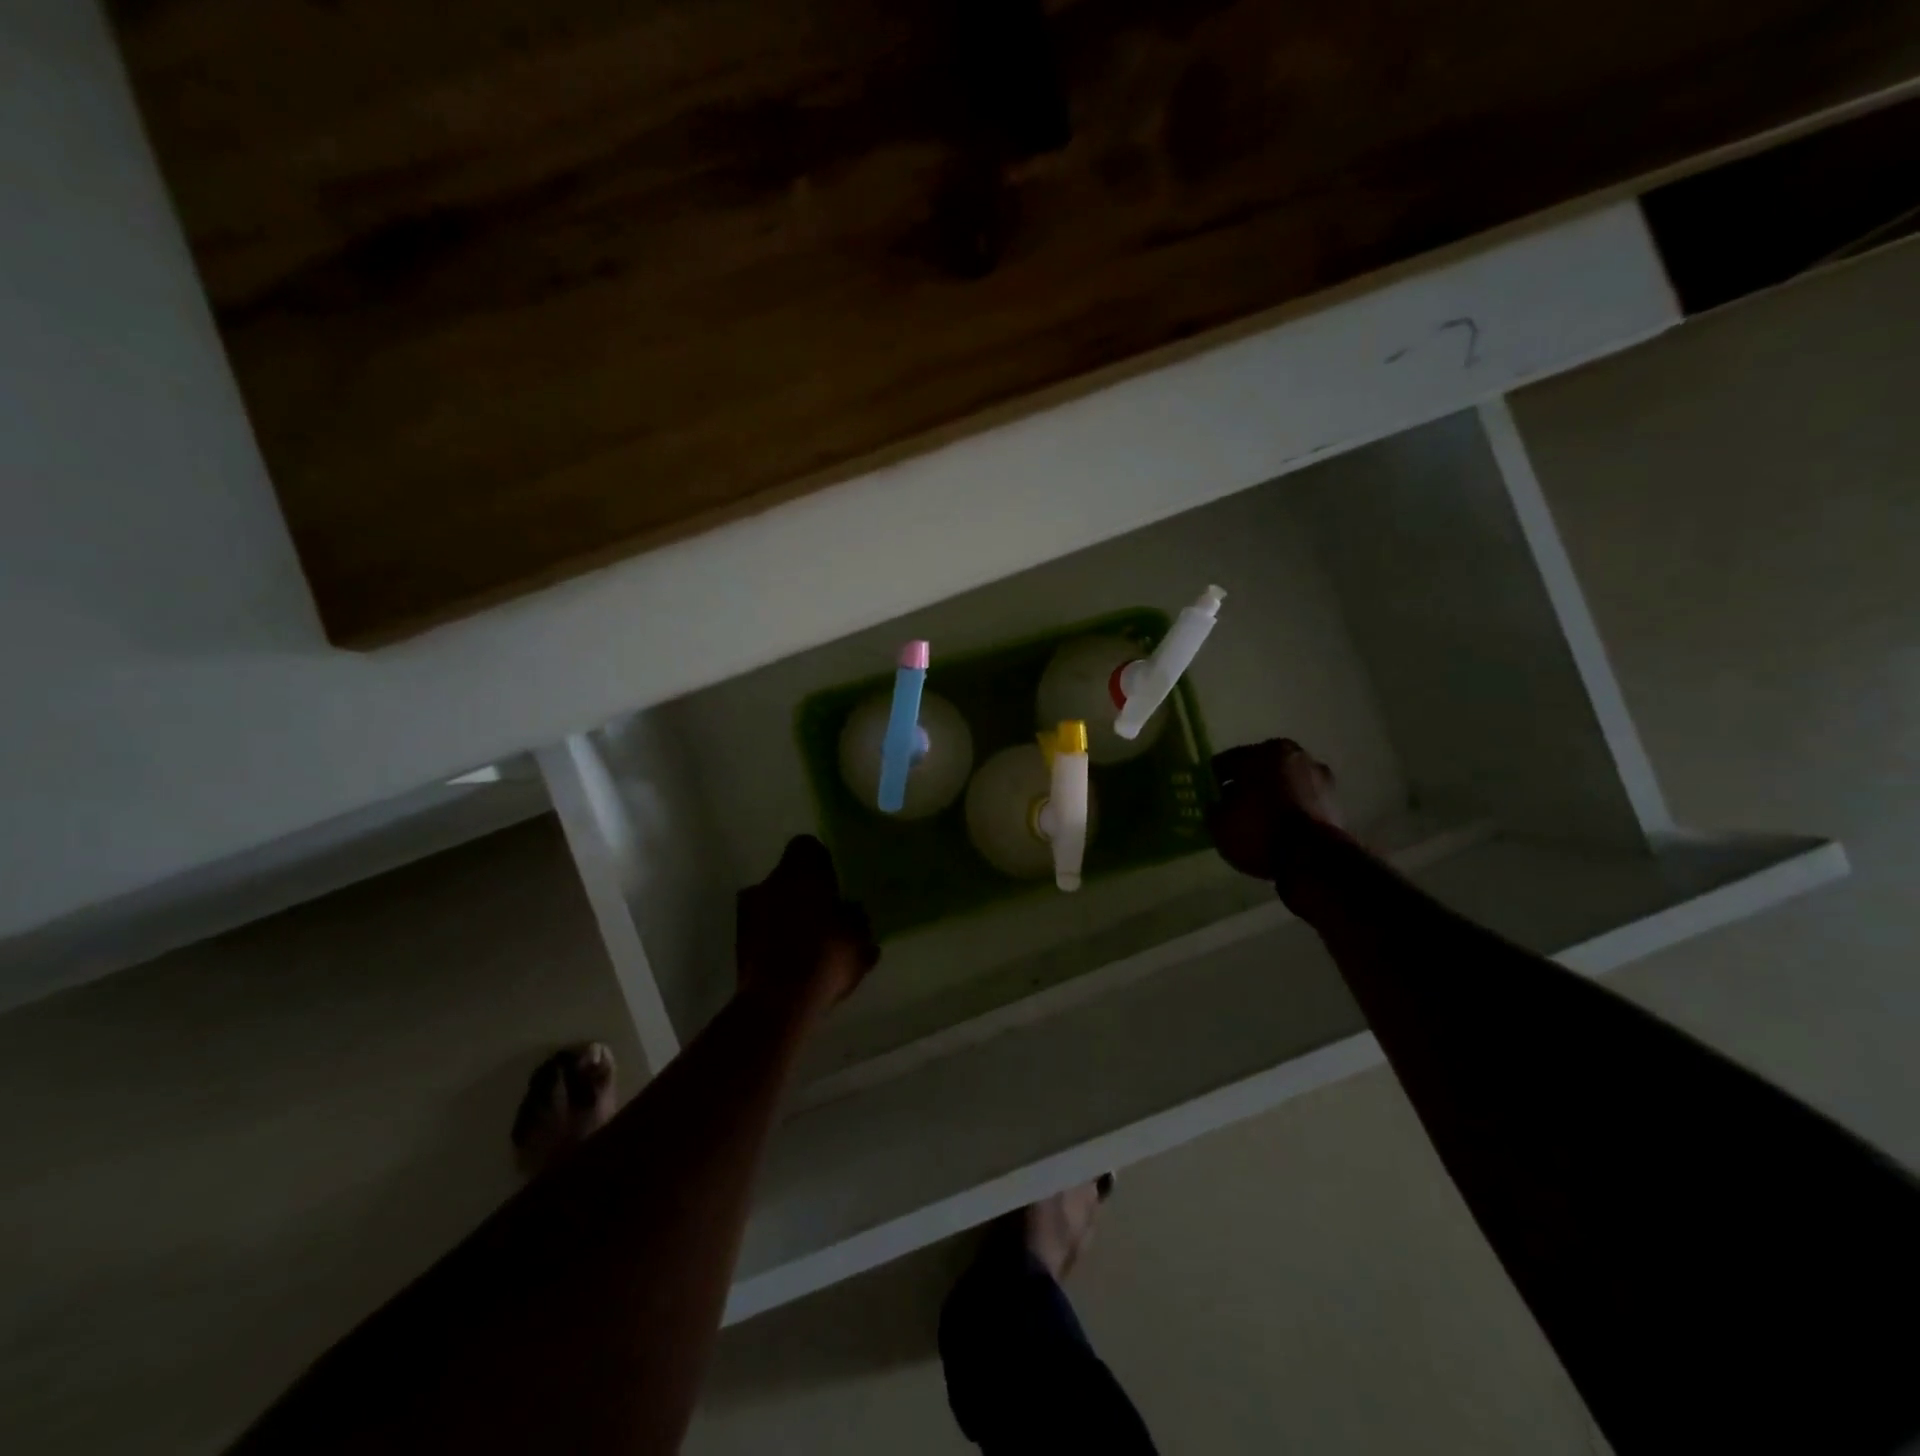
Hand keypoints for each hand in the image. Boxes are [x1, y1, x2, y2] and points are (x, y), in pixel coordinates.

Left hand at [736, 835, 878, 1014]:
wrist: (778, 1003)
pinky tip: (795, 962)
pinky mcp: (738, 941)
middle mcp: (768, 883)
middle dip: (805, 892)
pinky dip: (776, 938)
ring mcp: (747, 912)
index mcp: (799, 872)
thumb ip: (858, 919)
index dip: (822, 861)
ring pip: (773, 903)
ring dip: (789, 915)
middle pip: (788, 876)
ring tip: (810, 943)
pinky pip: (763, 929)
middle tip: (826, 915)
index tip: (835, 883)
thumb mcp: (860, 938)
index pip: (807, 846)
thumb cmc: (825, 957)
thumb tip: (852, 912)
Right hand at [1206, 739, 1343, 880]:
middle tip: (1236, 809)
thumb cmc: (1259, 831)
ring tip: (1261, 822)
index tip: (1212, 800)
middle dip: (1247, 786)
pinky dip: (1292, 809)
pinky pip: (1302, 800)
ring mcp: (1319, 776)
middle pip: (1259, 769)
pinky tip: (1282, 829)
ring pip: (1284, 783)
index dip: (1215, 782)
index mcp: (1263, 751)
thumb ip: (1213, 807)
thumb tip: (1217, 803)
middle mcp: (1294, 754)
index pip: (1227, 762)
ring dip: (1273, 796)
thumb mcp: (1218, 823)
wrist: (1313, 859)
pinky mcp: (1335, 800)